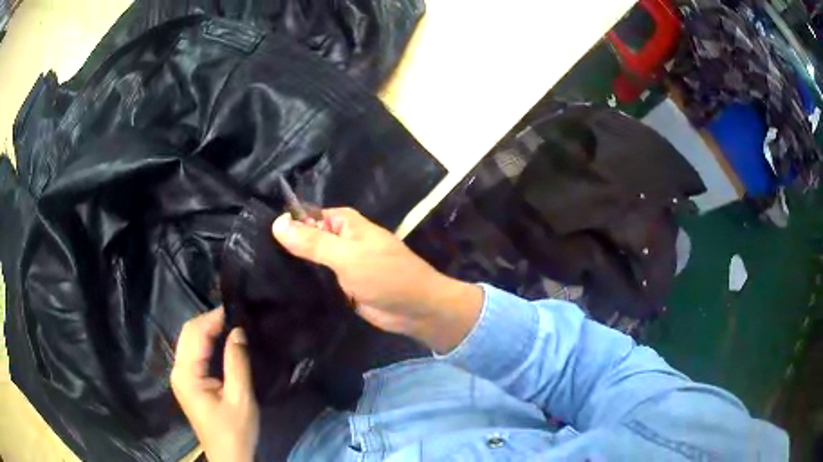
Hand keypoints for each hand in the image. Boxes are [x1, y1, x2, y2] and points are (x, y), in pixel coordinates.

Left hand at [171, 308, 258, 461]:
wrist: (229, 456)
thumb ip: (237, 362)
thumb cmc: (235, 431)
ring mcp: (181, 376)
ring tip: (232, 325)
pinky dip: (207, 342)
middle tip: (236, 316)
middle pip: (188, 333)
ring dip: (208, 330)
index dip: (214, 317)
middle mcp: (178, 371)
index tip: (237, 309)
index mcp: (186, 374)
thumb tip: (238, 330)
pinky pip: (194, 353)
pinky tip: (222, 342)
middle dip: (210, 320)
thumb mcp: (240, 398)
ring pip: (190, 341)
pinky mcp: (188, 382)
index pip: (195, 333)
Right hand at [271, 207, 482, 352]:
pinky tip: (279, 289)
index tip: (254, 234)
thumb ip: (313, 242)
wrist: (416, 310)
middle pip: (305, 238)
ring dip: (293, 267)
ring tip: (259, 272)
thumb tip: (276, 223)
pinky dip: (304, 283)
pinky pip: (318, 280)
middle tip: (251, 257)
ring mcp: (340, 264)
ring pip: (310, 261)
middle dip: (285, 247)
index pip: (305, 216)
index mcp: (343, 222)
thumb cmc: (386, 276)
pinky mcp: (341, 286)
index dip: (284, 224)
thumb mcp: (346, 256)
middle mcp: (340, 239)